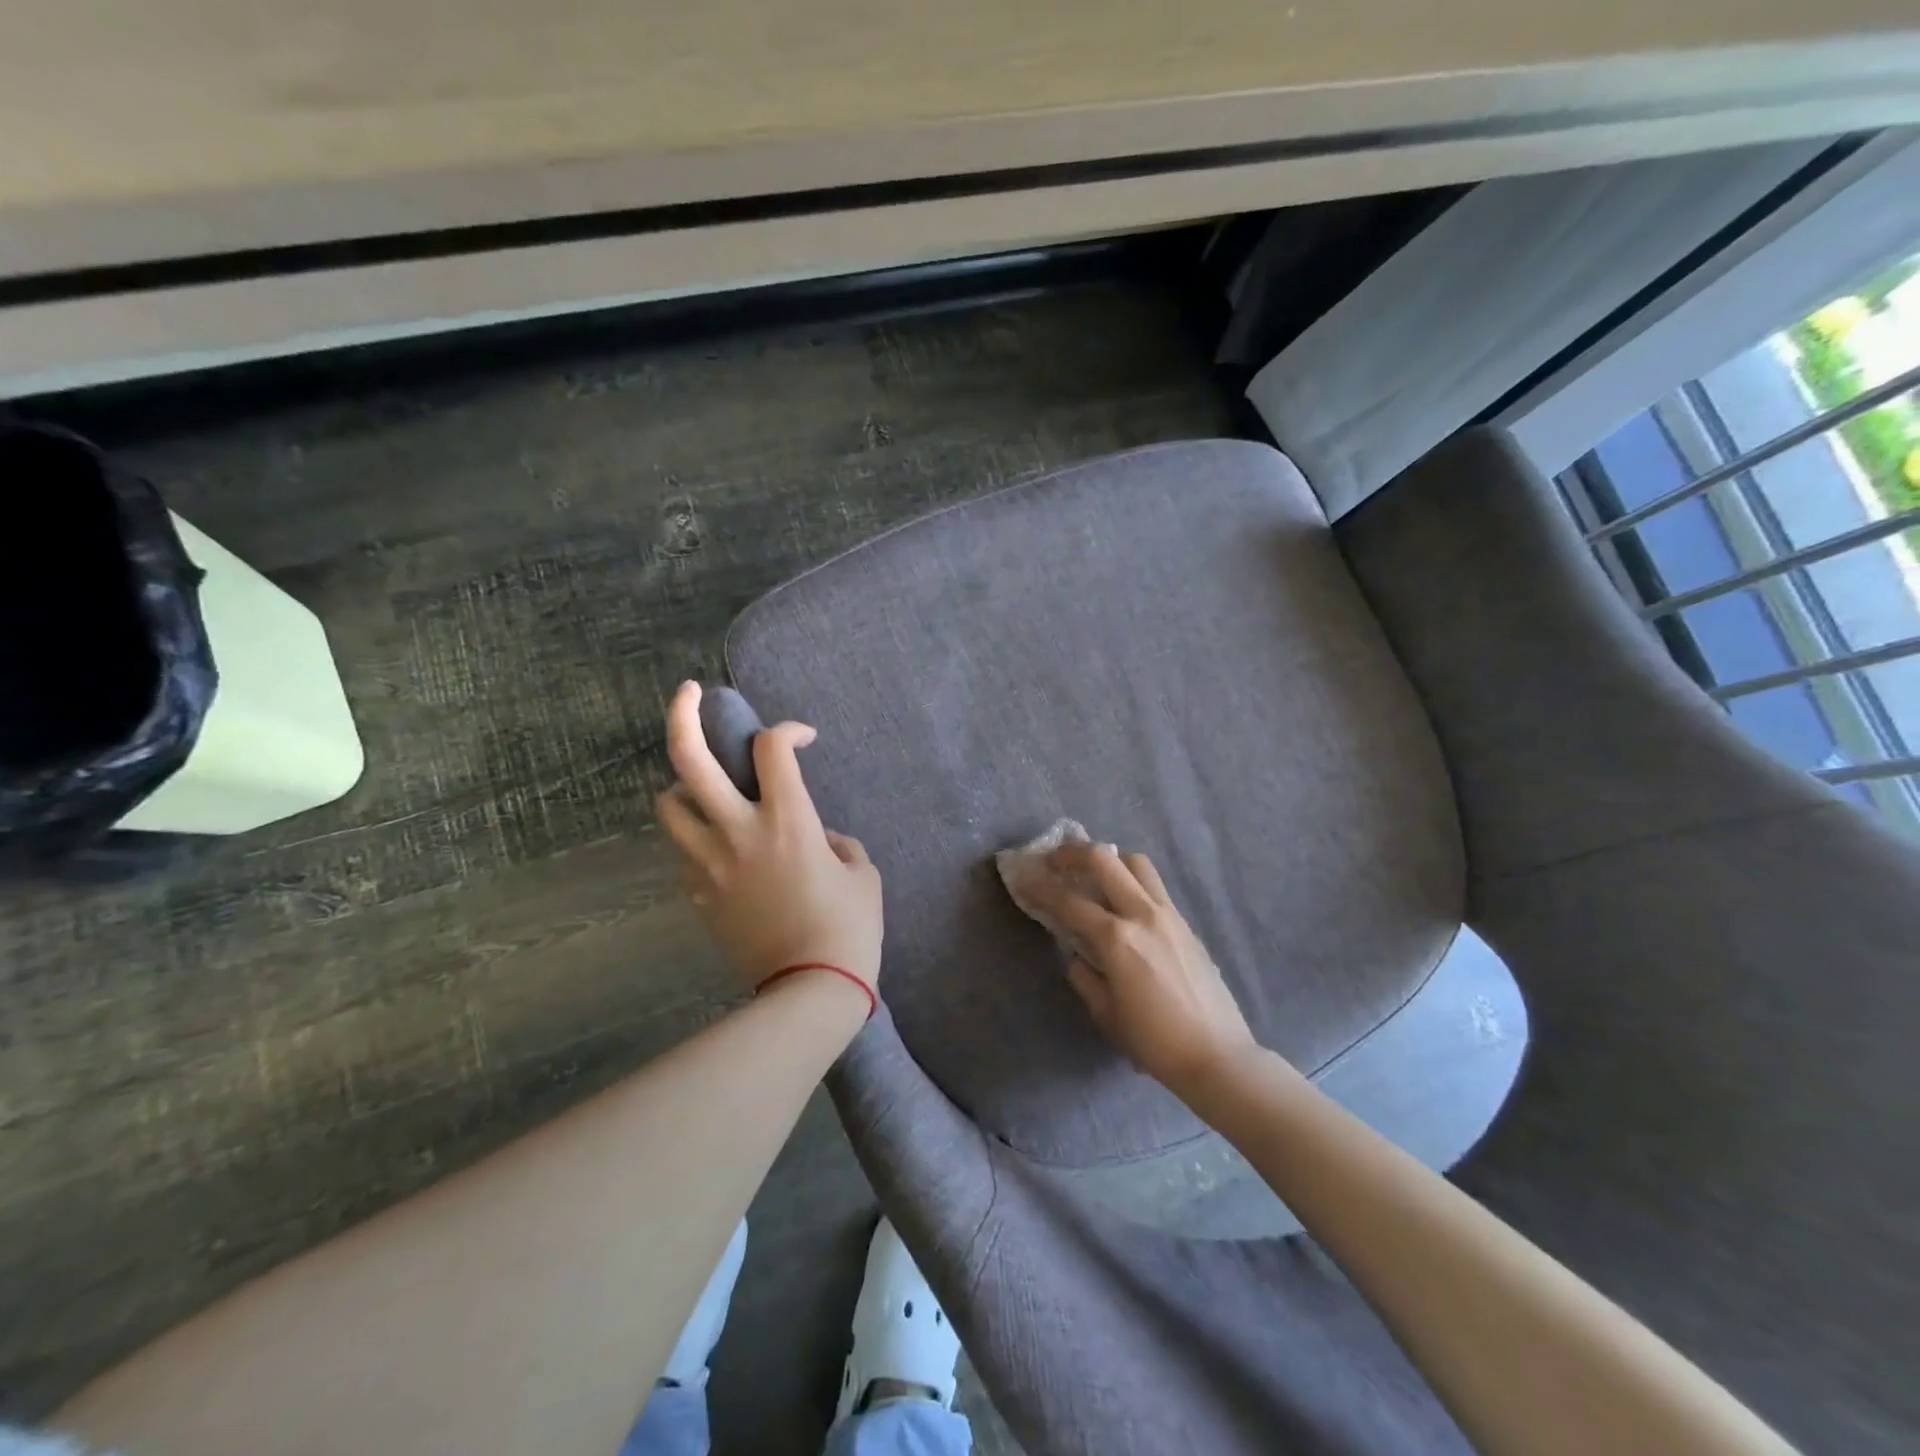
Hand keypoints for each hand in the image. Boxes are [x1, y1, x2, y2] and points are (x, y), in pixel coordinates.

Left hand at [655, 682, 882, 1004]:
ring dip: (683, 789)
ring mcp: (710, 865)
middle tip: (688, 693)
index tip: (804, 738)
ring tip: (705, 794)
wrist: (810, 991)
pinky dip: (700, 843)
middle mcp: (739, 832)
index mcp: (788, 820)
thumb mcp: (862, 874)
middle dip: (683, 716)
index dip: (788, 729)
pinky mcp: (698, 896)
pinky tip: (726, 857)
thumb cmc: (849, 928)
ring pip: (669, 807)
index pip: (773, 748)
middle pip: (690, 760)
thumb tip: (818, 838)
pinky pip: (686, 855)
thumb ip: (839, 843)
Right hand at [1021, 842, 1255, 1094]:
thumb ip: (1084, 976)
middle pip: (1104, 859)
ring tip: (1093, 874)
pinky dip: (1132, 880)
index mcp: (1117, 939)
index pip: (1068, 901)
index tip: (1022, 877)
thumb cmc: (1154, 1041)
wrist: (1217, 1055)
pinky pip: (1154, 886)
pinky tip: (1123, 903)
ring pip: (1136, 863)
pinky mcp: (1186, 923)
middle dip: (1072, 852)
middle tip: (1054, 861)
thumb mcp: (1105, 1013)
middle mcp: (1142, 914)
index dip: (1039, 887)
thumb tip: (1077, 954)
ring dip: (1109, 859)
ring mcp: (1169, 914)